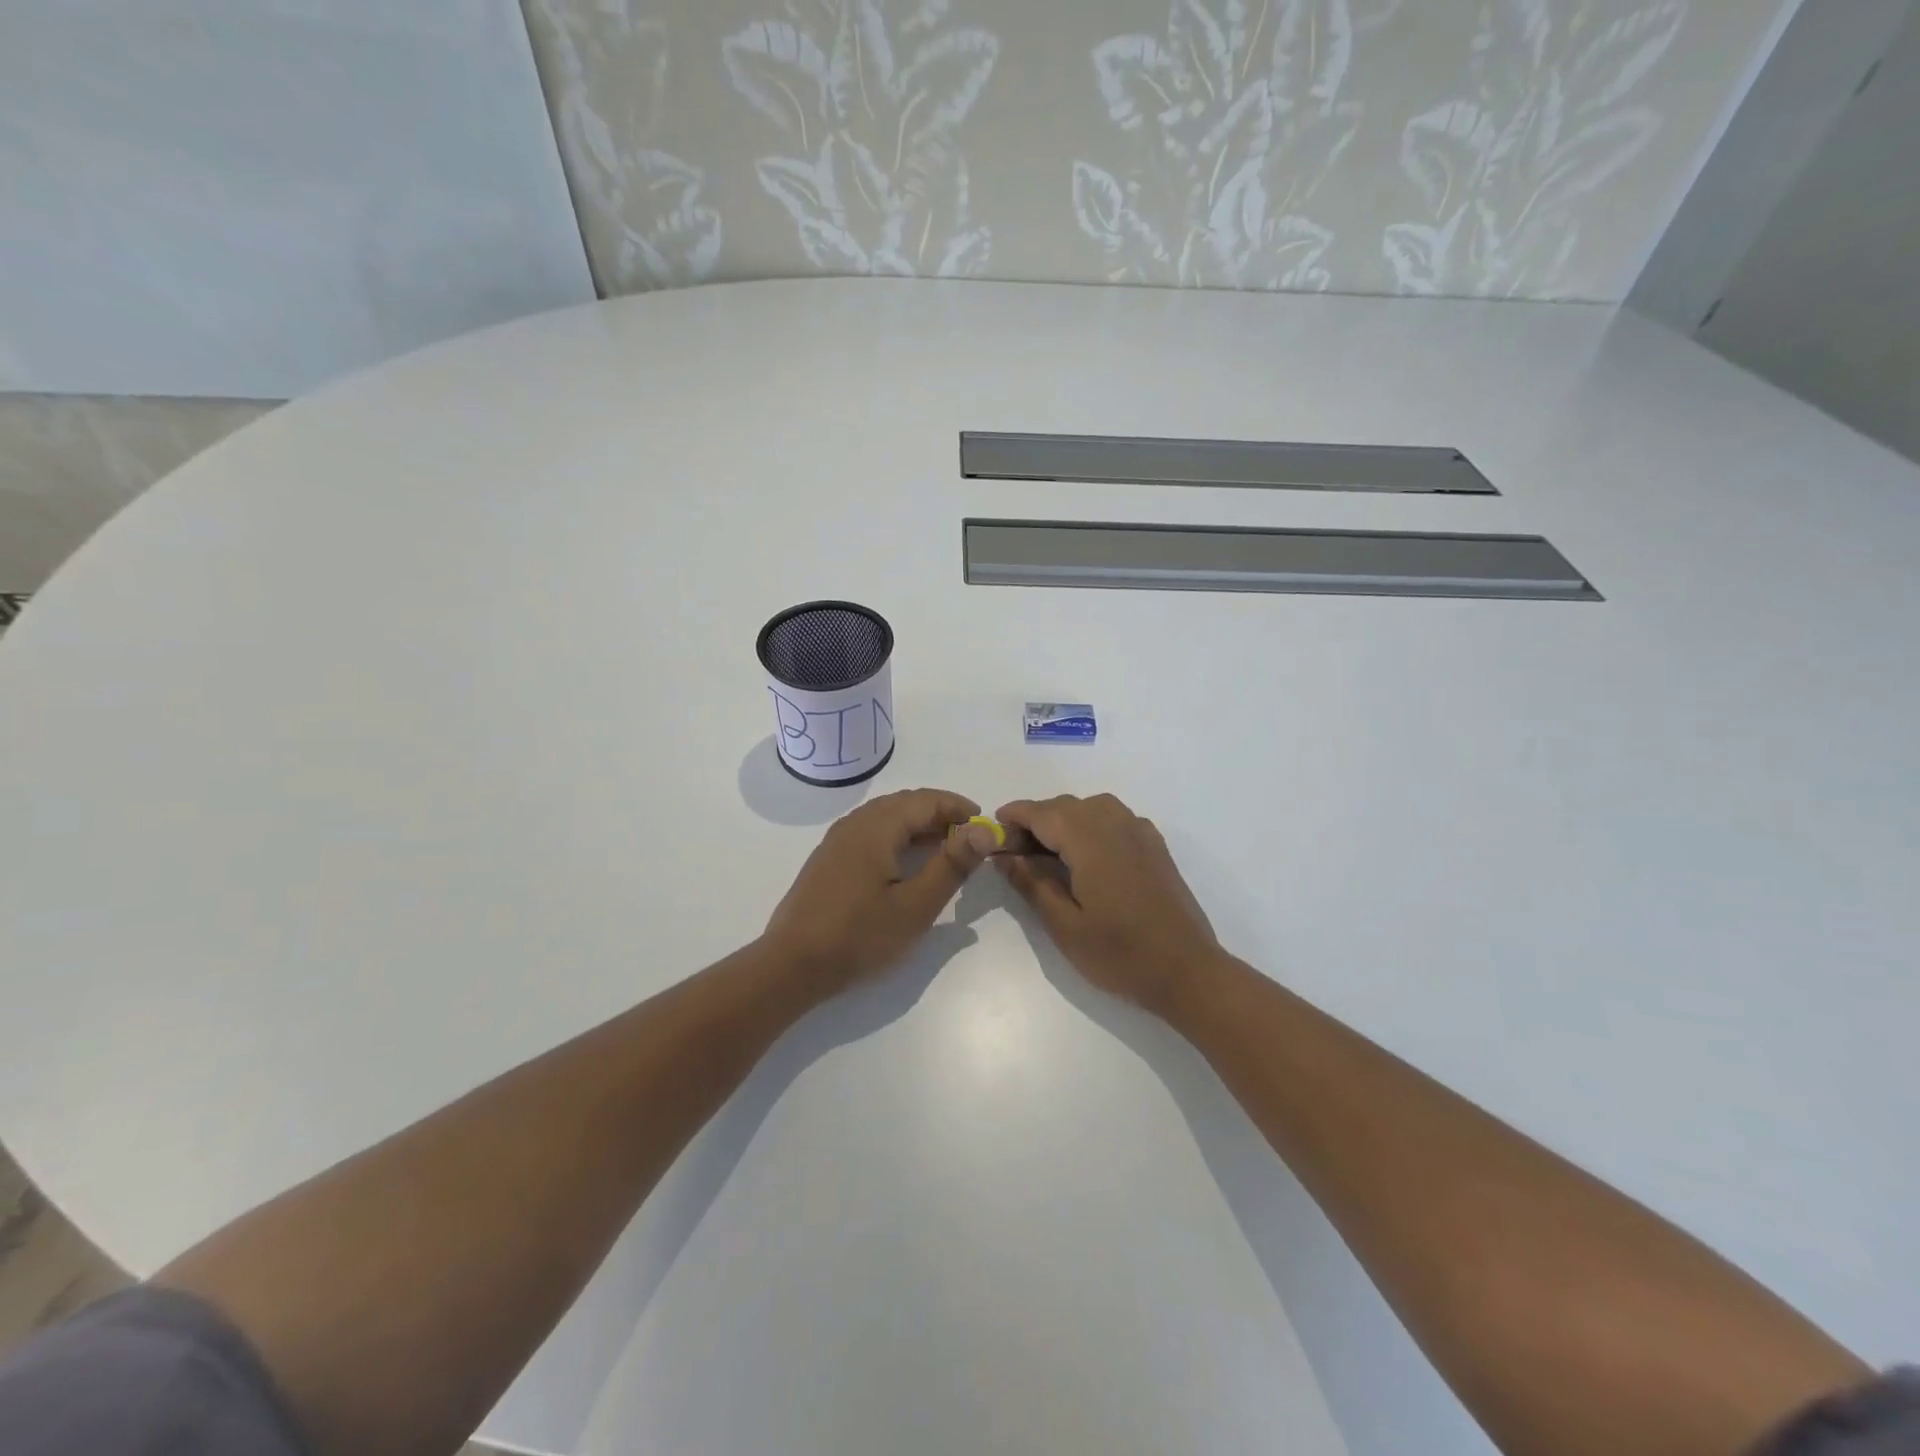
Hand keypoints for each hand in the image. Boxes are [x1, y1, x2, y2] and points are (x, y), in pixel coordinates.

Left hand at [763, 788, 997, 994]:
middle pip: (906, 803)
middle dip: (940, 814)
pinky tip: (906, 862)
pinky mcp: (829, 858)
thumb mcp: (916, 905)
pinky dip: (898, 836)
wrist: (792, 965)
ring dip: (919, 825)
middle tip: (969, 838)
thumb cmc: (859, 936)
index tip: (985, 826)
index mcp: (877, 826)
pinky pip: (871, 831)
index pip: (927, 800)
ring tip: (944, 849)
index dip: (959, 808)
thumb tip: (984, 830)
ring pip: (887, 816)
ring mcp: (838, 839)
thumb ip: (952, 865)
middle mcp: (856, 822)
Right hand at [995, 793, 1222, 1014]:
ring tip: (1047, 852)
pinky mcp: (1155, 846)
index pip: (1043, 813)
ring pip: (1092, 808)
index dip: (1014, 816)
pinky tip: (1087, 855)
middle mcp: (1116, 825)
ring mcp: (1140, 833)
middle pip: (1066, 806)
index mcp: (1091, 841)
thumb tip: (1005, 857)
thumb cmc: (1121, 954)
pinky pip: (1115, 819)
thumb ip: (1032, 885)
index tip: (992, 829)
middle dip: (1036, 821)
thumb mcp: (1065, 926)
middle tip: (1014, 852)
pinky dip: (1091, 825)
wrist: (1188, 971)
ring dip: (1064, 820)